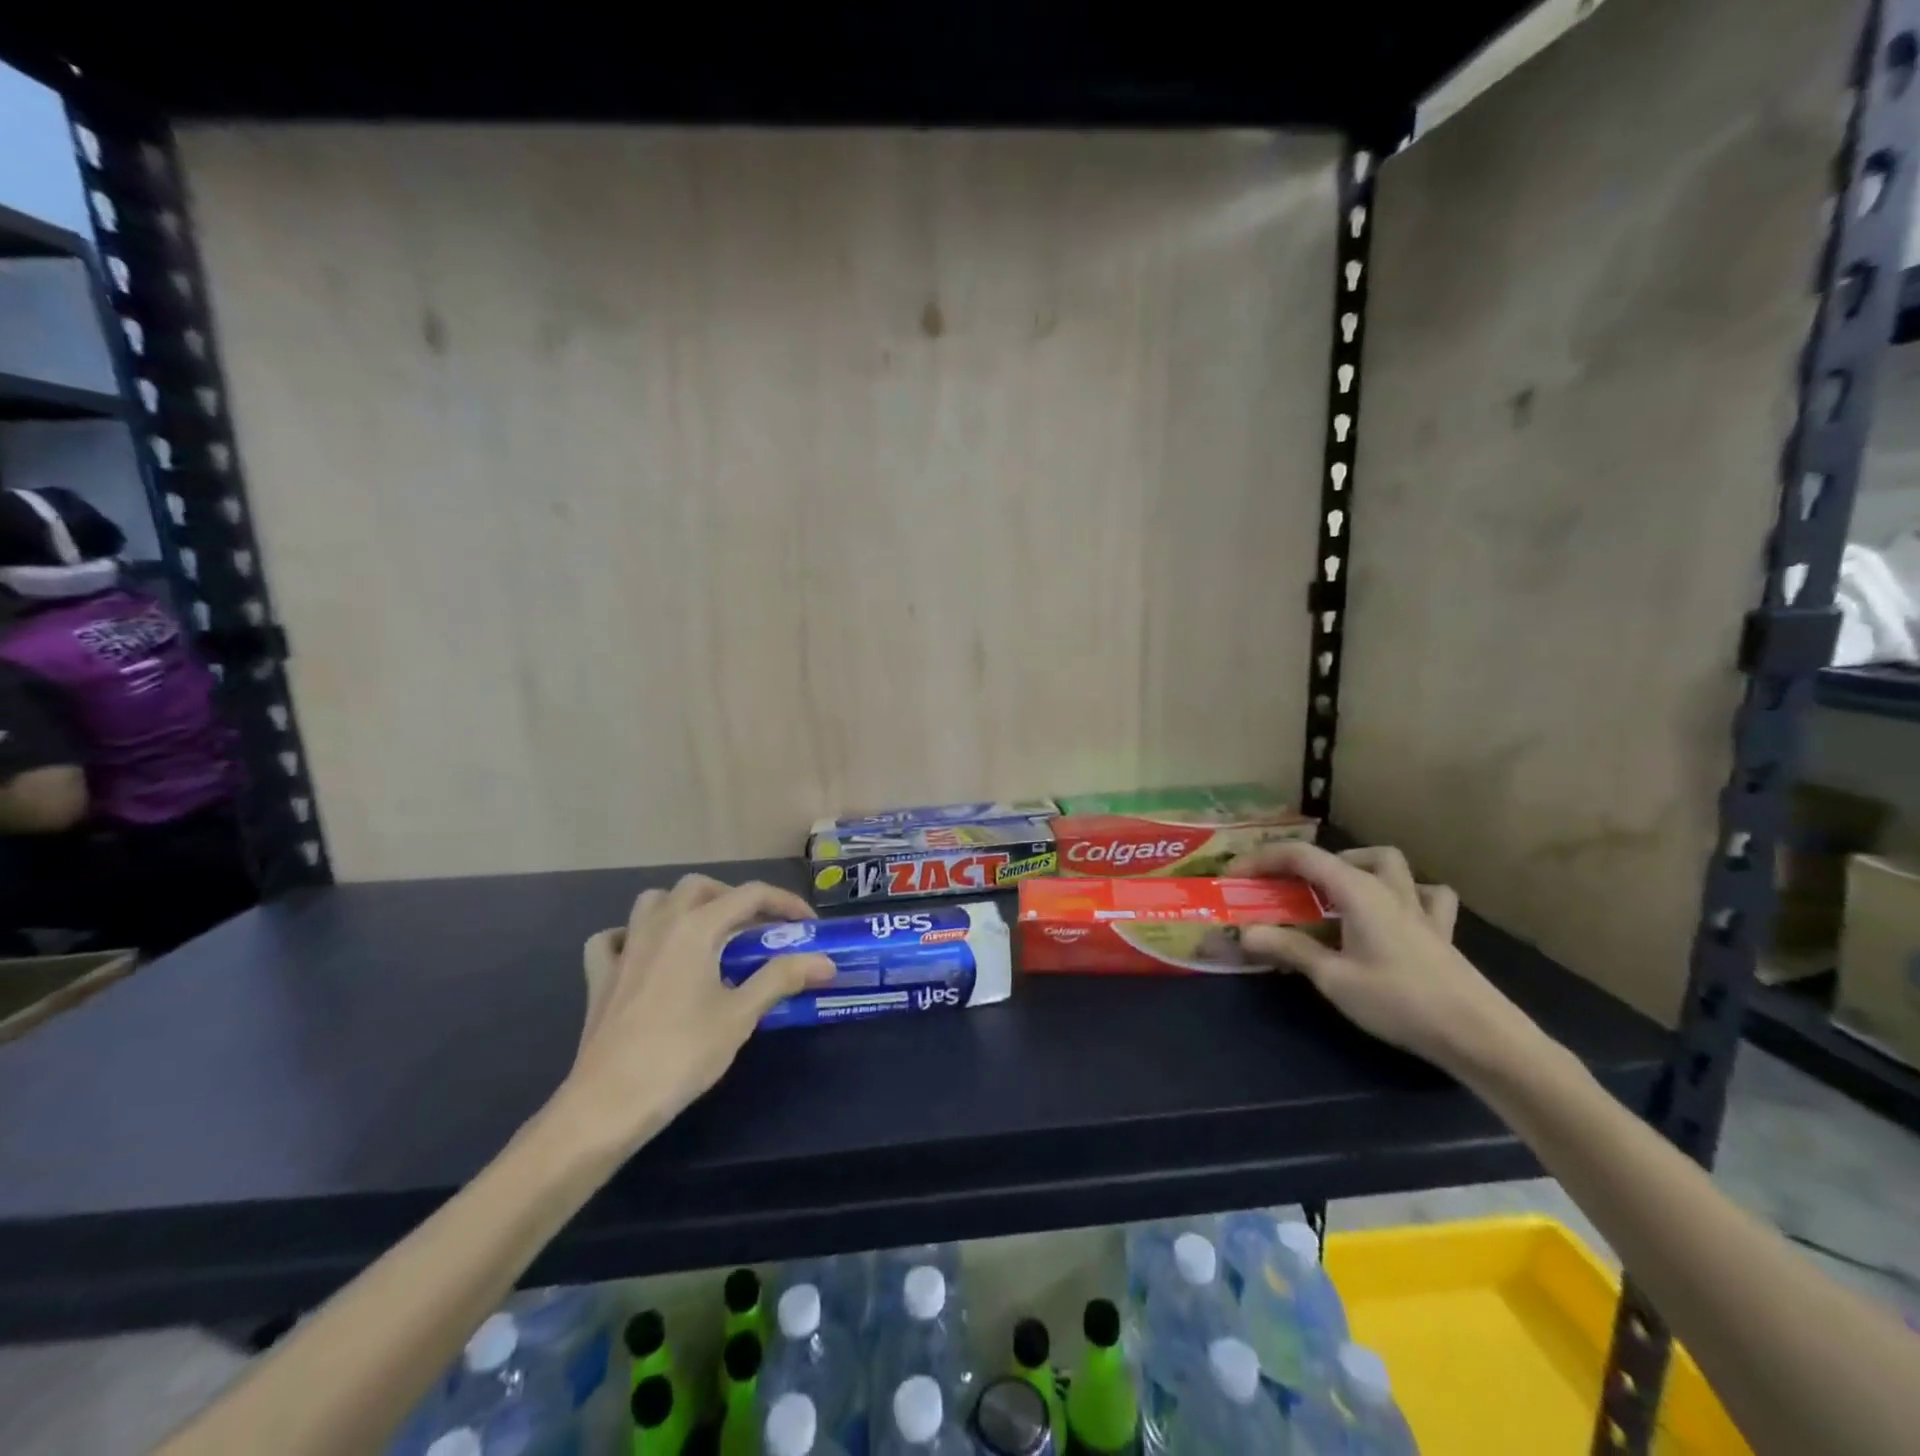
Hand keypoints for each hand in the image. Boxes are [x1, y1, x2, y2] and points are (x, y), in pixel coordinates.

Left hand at [560, 875, 834, 1153]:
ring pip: (654, 901)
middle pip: (699, 887)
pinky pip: (614, 938)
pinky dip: (632, 936)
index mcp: (696, 927)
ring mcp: (625, 948)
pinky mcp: (600, 976)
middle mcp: (659, 924)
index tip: (808, 925)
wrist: (608, 1104)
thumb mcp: (740, 1016)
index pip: (750, 895)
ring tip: (706, 935)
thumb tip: (824, 961)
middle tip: (755, 929)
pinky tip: (646, 955)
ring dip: (683, 906)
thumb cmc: (681, 1055)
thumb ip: (782, 978)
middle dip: (732, 897)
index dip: (785, 903)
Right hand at [1228, 841, 1526, 1076]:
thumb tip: (1244, 933)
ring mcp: (1419, 909)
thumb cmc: (1399, 1001)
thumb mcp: (1334, 978)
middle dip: (1305, 862)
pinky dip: (1407, 893)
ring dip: (1357, 866)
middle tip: (1282, 886)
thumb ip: (1289, 949)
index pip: (1302, 856)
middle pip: (1341, 855)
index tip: (1234, 874)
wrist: (1479, 1035)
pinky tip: (1396, 912)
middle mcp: (1388, 889)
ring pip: (1390, 864)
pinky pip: (1427, 896)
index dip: (1263, 859)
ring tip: (1335, 890)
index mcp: (1358, 891)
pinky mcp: (1441, 932)